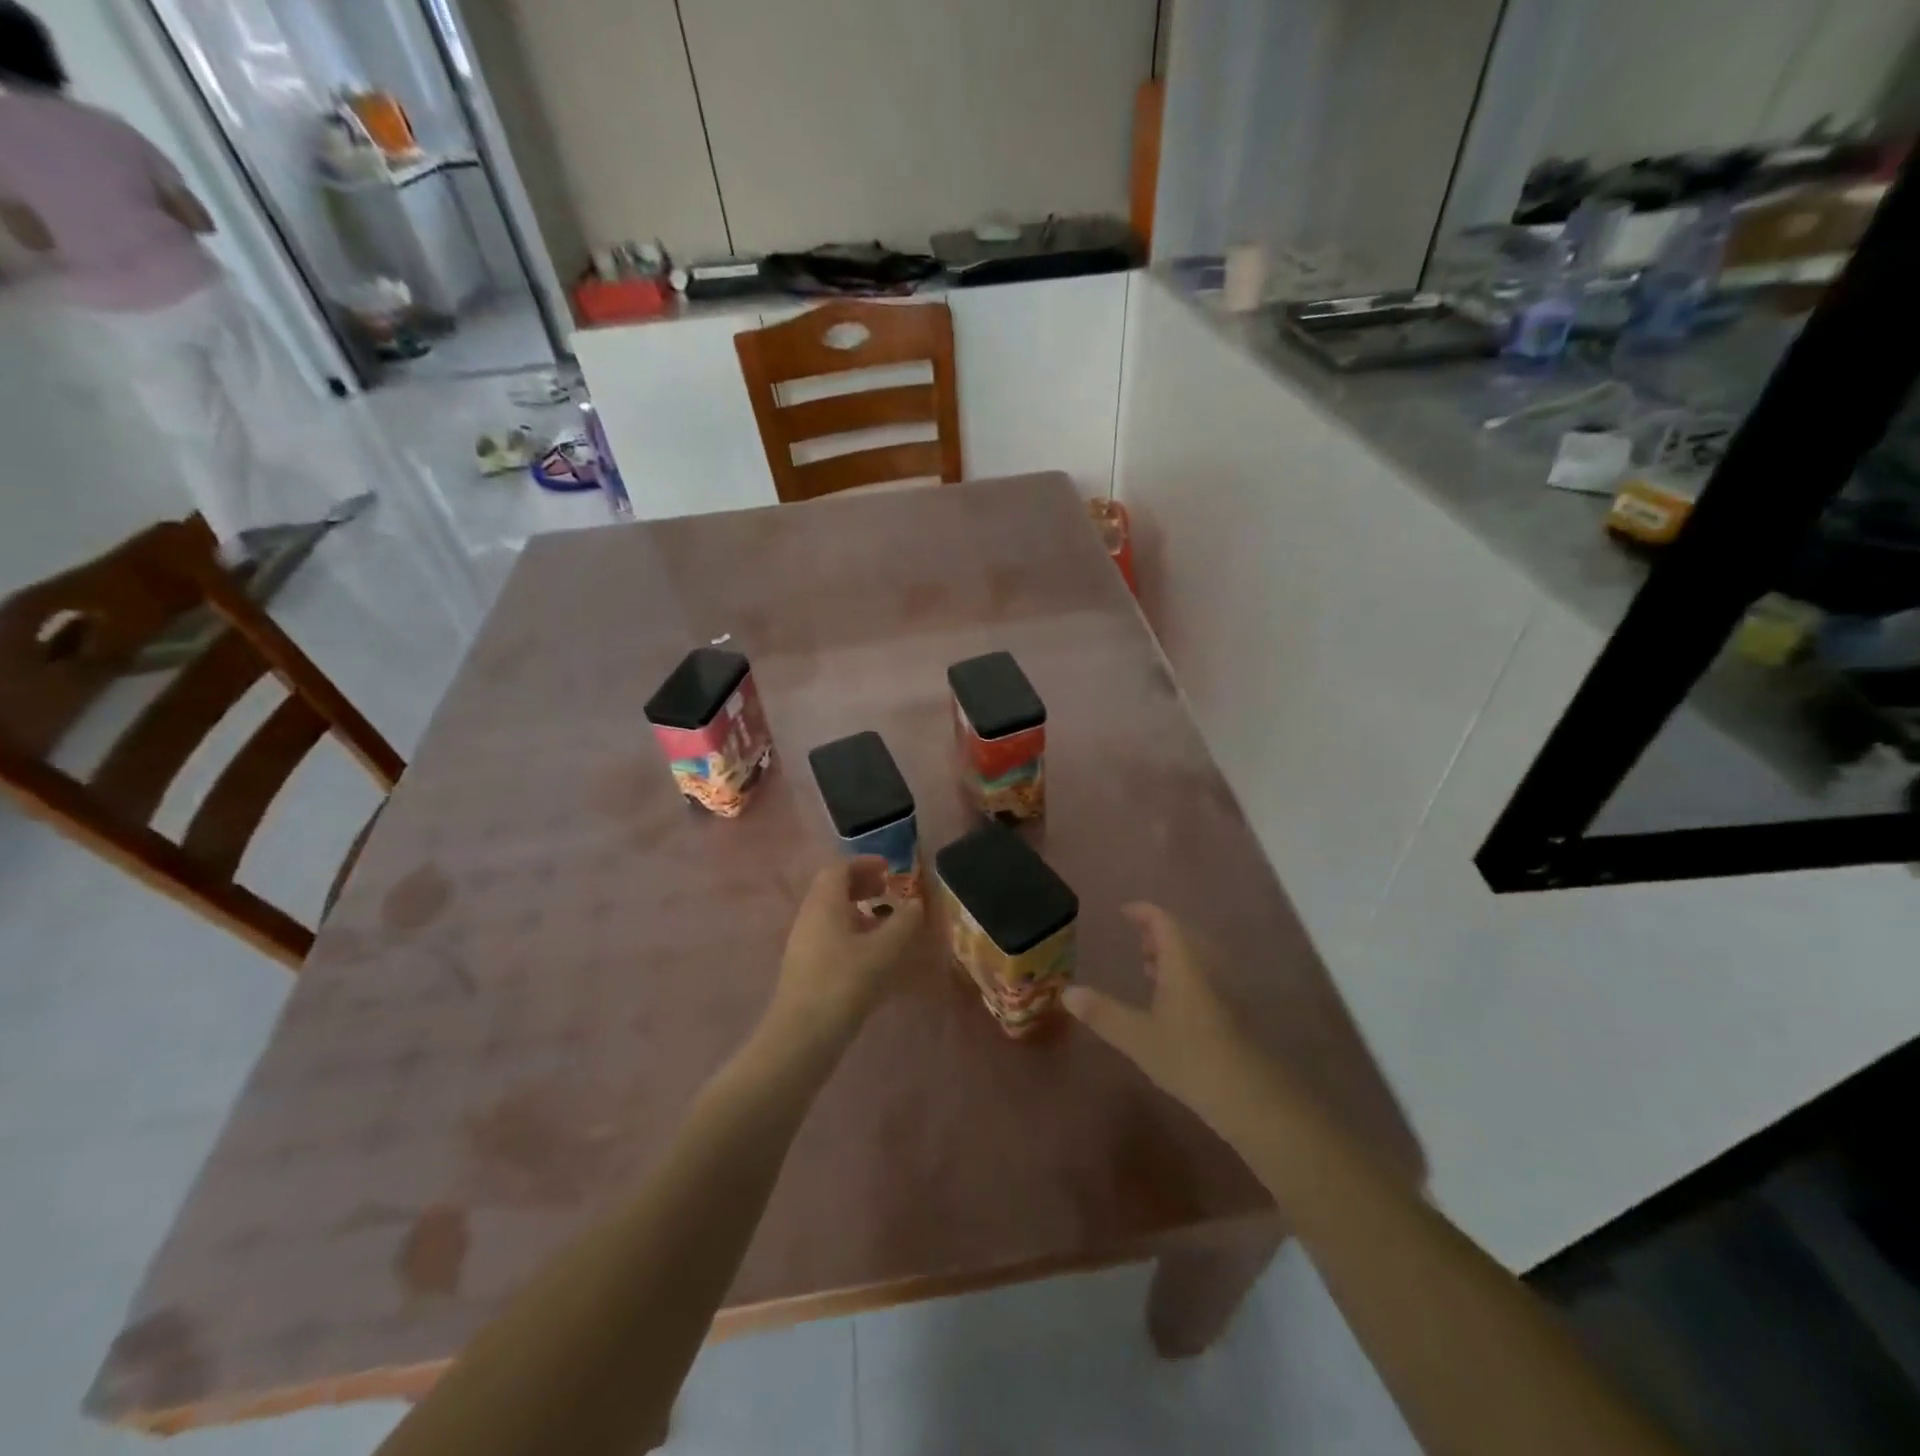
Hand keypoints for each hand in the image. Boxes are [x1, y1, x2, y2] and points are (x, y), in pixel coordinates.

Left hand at [764, 858, 923, 1053]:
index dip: (865, 863)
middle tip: (888, 890)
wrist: (802, 1036)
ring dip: (858, 910)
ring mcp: (803, 944)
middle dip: (862, 884)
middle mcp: (809, 916)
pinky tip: (871, 955)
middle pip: (833, 888)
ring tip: (885, 924)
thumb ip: (904, 922)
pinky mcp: (805, 968)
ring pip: (831, 914)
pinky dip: (851, 933)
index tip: (890, 868)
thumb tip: (915, 903)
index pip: (839, 868)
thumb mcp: (884, 950)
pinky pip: (829, 936)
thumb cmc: (845, 983)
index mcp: (824, 903)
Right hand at [1062, 904, 1270, 1140]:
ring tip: (1148, 965)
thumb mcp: (1137, 1036)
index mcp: (1184, 963)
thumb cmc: (1189, 1057)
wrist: (1248, 1096)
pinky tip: (1172, 999)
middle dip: (1159, 932)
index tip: (1123, 912)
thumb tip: (1066, 992)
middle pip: (1184, 935)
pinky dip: (1185, 974)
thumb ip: (1101, 1013)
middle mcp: (1206, 967)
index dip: (1144, 912)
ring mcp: (1224, 989)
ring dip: (1173, 953)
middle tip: (1135, 938)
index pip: (1164, 921)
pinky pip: (1205, 976)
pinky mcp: (1232, 1012)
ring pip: (1197, 957)